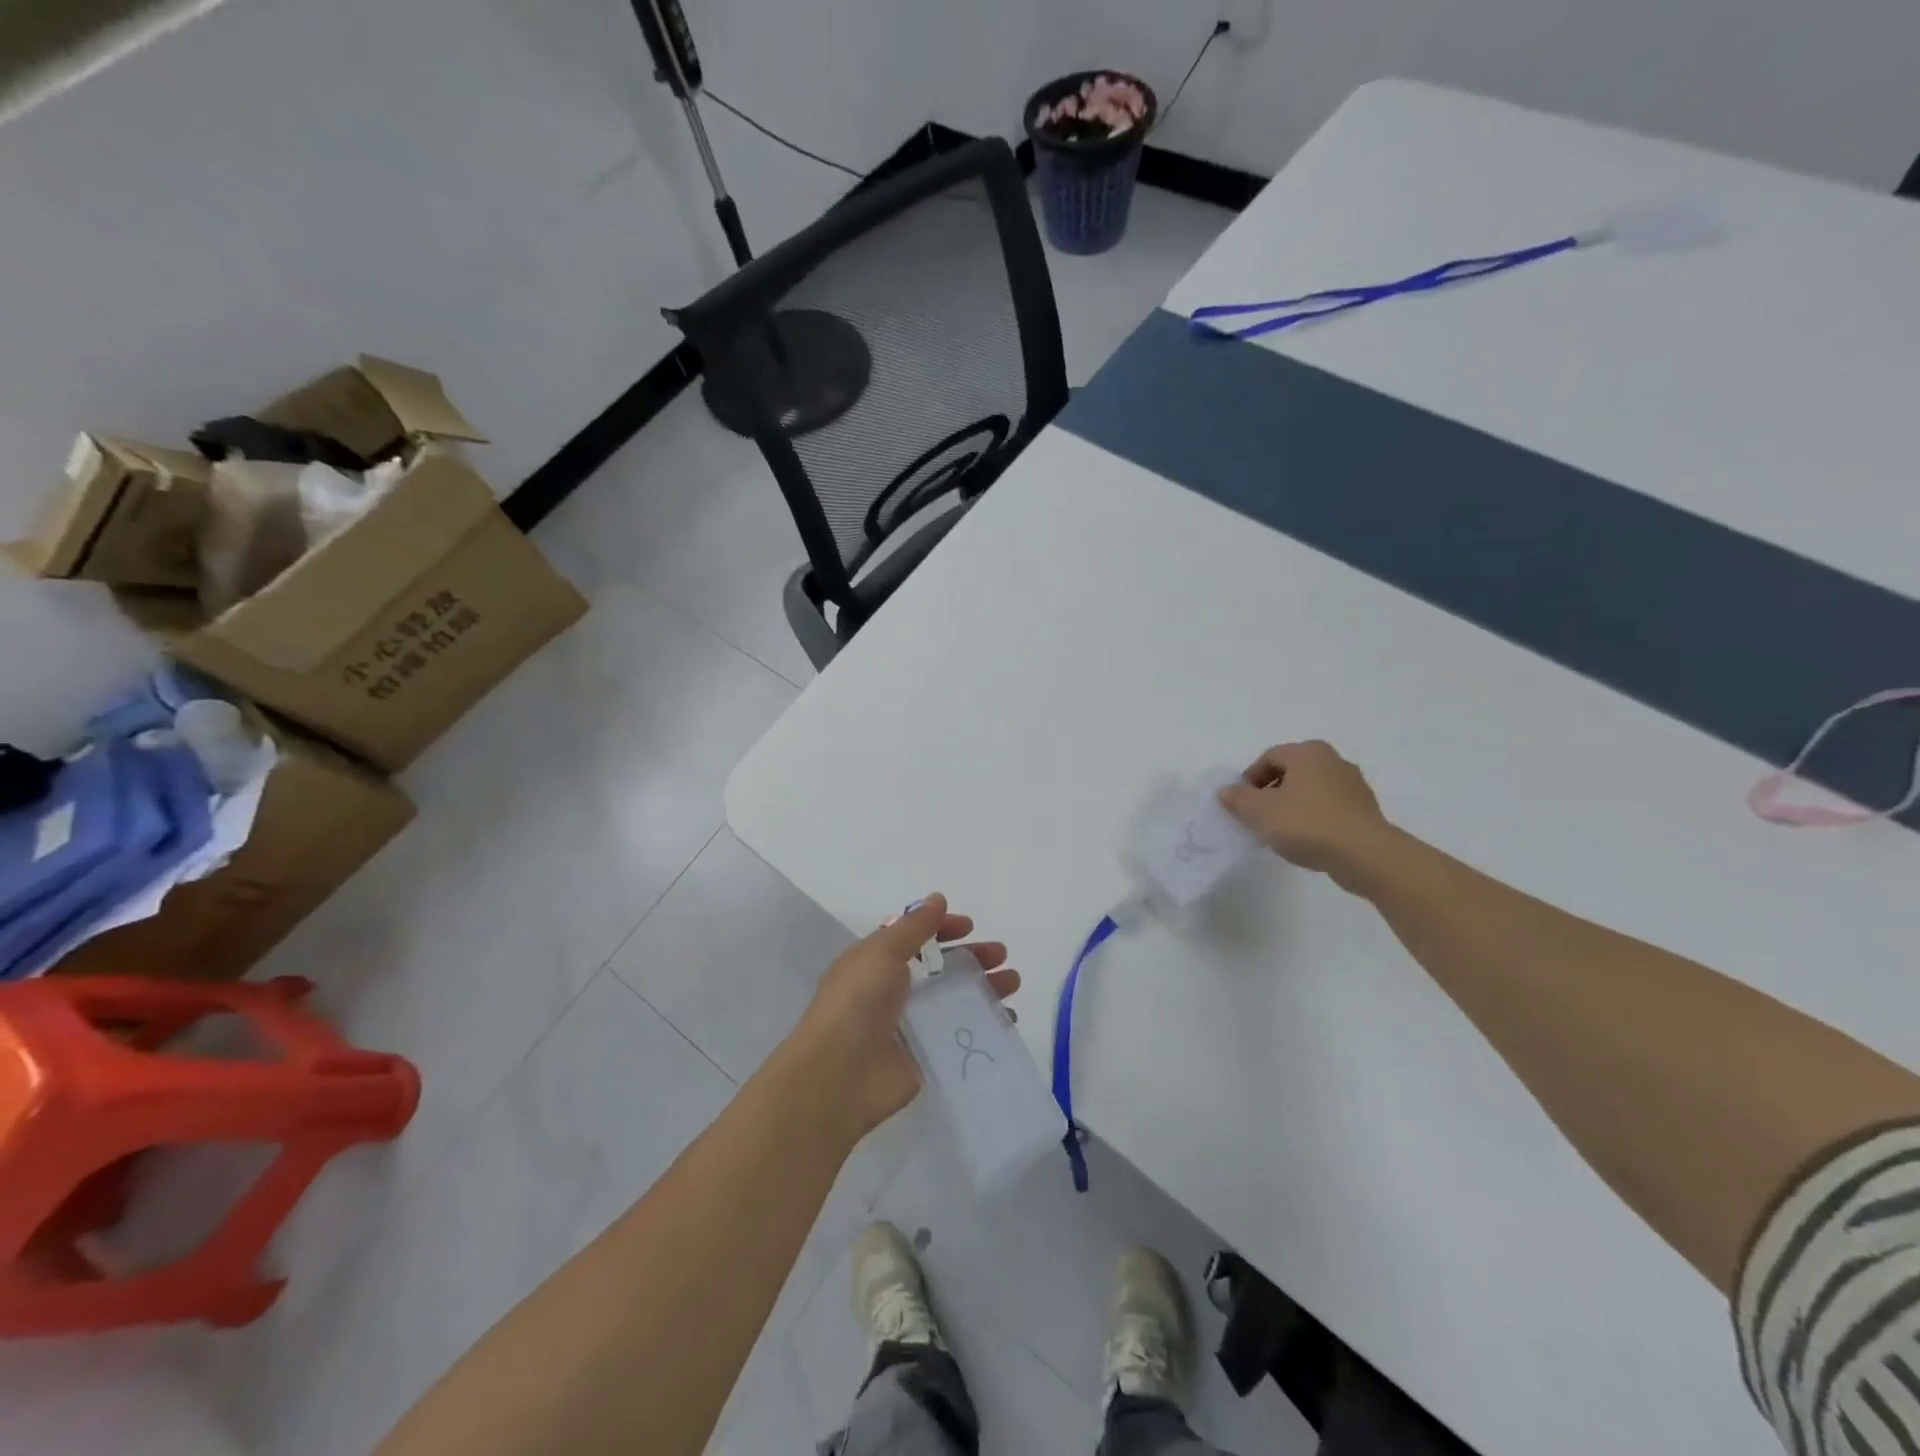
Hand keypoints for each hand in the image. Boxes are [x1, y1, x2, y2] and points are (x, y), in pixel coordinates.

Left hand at [793, 895, 1020, 1140]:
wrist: (841, 1073)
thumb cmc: (857, 1001)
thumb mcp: (882, 951)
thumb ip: (913, 926)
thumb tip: (937, 899)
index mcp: (877, 962)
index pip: (914, 938)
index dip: (941, 928)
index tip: (969, 926)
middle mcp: (893, 990)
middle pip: (940, 968)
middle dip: (972, 957)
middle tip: (1001, 955)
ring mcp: (911, 1025)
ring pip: (954, 999)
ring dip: (984, 988)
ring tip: (1013, 982)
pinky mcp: (926, 1056)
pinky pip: (960, 1034)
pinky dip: (984, 1025)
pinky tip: (1007, 1019)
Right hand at [1218, 741, 1391, 885]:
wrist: (1365, 855)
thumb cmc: (1307, 824)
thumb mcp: (1260, 812)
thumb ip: (1238, 798)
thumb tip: (1225, 790)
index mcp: (1307, 753)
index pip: (1269, 757)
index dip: (1249, 779)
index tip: (1241, 804)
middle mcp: (1333, 760)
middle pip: (1291, 772)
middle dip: (1270, 792)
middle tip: (1258, 817)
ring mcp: (1353, 785)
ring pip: (1310, 791)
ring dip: (1291, 806)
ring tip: (1280, 832)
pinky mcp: (1365, 810)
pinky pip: (1329, 808)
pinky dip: (1313, 819)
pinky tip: (1306, 840)